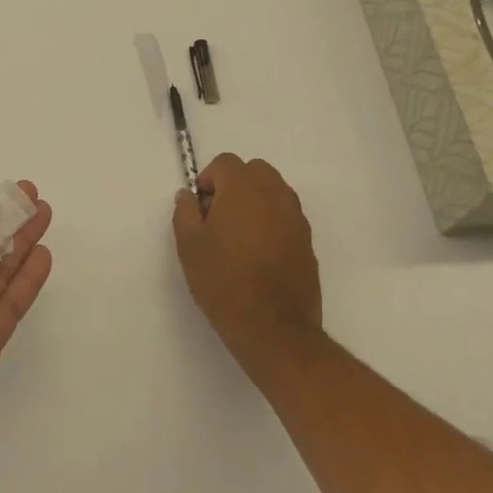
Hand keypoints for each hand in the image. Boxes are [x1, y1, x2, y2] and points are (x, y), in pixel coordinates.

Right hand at [173, 153, 322, 378]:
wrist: (274, 330)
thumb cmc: (224, 282)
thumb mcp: (189, 246)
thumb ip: (185, 212)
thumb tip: (188, 196)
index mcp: (244, 190)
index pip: (226, 163)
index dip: (209, 179)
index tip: (201, 208)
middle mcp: (275, 196)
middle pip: (255, 171)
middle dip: (235, 184)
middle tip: (219, 216)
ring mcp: (296, 219)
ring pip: (274, 191)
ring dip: (256, 201)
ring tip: (240, 236)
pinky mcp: (308, 243)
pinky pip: (287, 216)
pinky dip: (272, 222)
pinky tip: (259, 254)